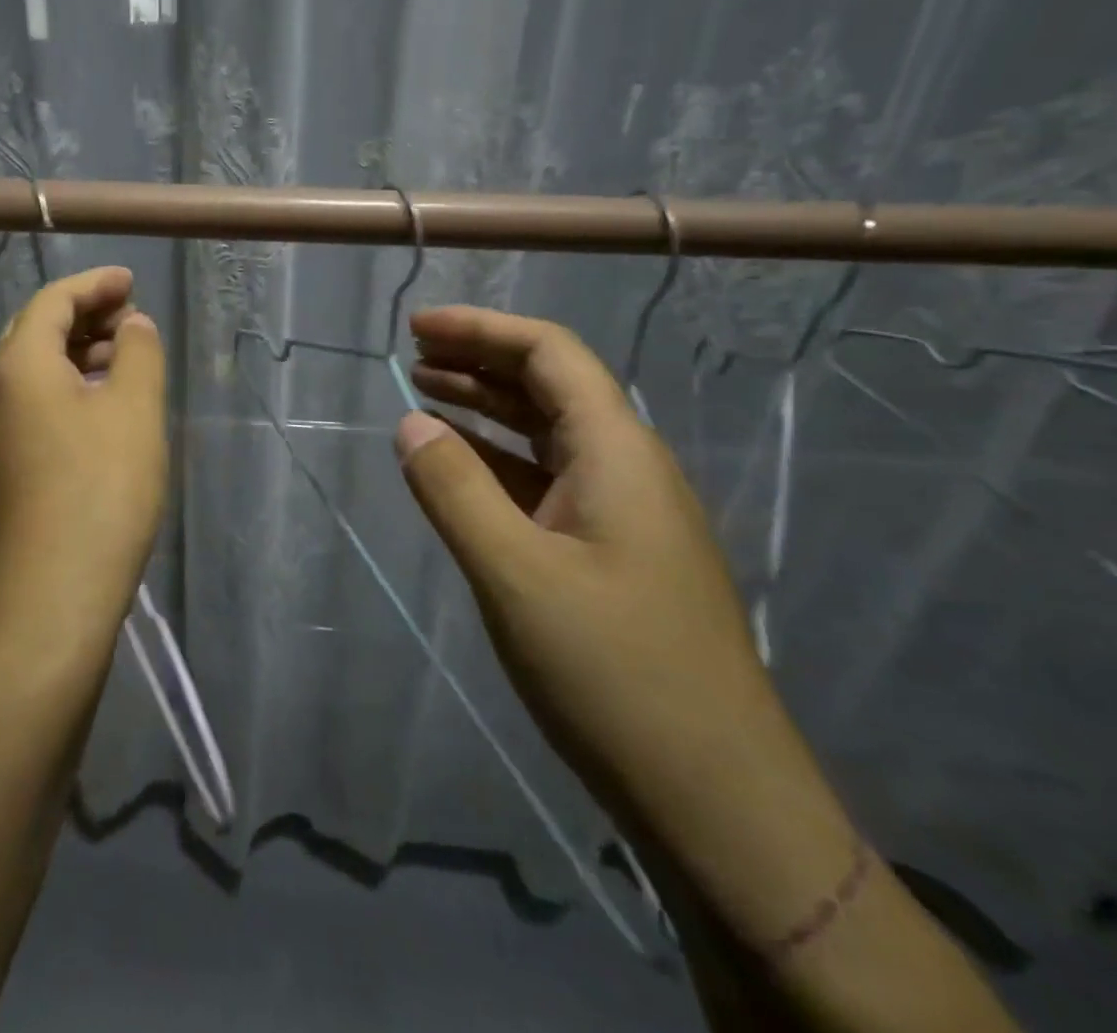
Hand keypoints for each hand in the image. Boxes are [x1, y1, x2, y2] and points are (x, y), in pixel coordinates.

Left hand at [0, 267, 167, 656]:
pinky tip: (100, 408)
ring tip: (124, 359)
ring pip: (33, 371)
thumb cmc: (101, 489)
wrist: (53, 593)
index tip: (131, 280)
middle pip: (36, 332)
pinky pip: (32, 405)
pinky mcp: (1, 468)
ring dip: (77, 353)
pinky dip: (67, 388)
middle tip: (131, 316)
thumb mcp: (133, 409)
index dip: (94, 284)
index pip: (52, 301)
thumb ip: (137, 352)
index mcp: (19, 366)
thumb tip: (131, 325)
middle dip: (84, 315)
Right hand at [395, 307, 840, 863]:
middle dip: (479, 360)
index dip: (483, 329)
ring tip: (422, 393)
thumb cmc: (615, 674)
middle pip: (550, 386)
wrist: (717, 800)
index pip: (551, 355)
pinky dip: (496, 462)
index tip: (417, 326)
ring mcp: (622, 515)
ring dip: (486, 407)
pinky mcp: (611, 555)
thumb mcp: (515, 575)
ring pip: (546, 435)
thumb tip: (410, 423)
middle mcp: (627, 469)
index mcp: (618, 454)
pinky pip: (545, 483)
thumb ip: (456, 490)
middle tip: (410, 353)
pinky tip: (458, 469)